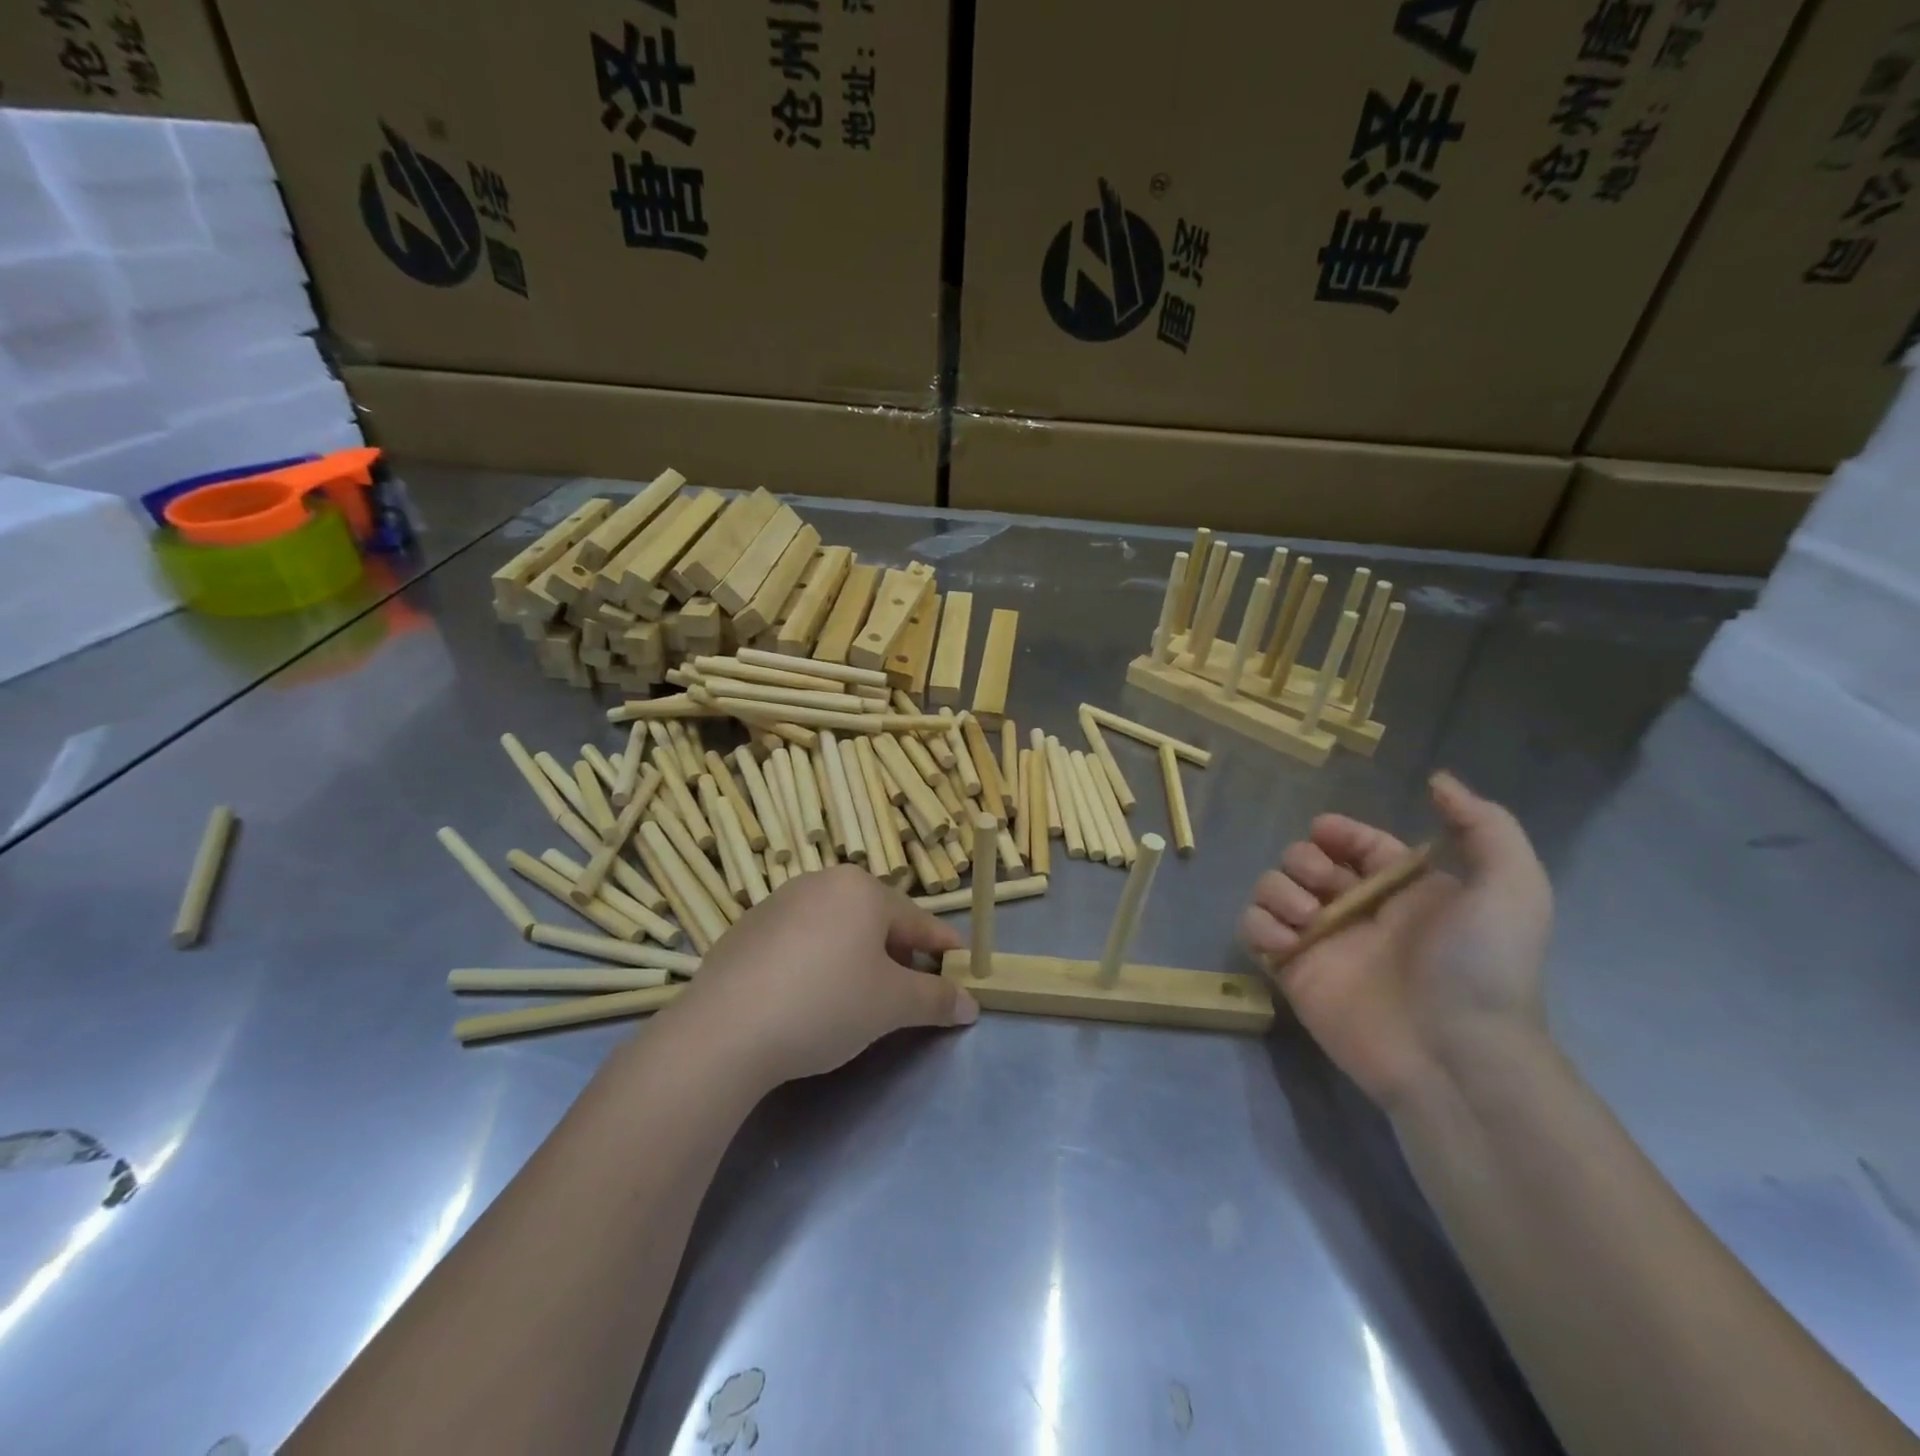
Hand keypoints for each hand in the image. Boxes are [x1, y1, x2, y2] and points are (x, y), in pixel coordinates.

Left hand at [671, 866, 977, 1087]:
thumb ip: (936, 1000)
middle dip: (899, 956)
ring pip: (837, 928)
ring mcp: (779, 902)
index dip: (944, 949)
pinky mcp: (747, 929)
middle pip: (876, 920)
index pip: (918, 921)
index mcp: (862, 889)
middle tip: (910, 994)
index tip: (962, 969)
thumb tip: (970, 1005)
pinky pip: (800, 941)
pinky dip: (817, 962)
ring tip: (859, 999)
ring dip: (857, 958)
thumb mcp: (892, 1005)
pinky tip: (808, 998)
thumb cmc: (825, 1004)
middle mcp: (821, 882)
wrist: (724, 1031)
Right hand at [1240, 772, 1552, 1108]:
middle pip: (1304, 859)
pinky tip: (1288, 943)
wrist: (1453, 1054)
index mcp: (1402, 889)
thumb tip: (1437, 780)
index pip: (1355, 842)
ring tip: (1307, 919)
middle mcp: (1357, 909)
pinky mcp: (1291, 970)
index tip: (1326, 833)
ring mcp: (1320, 940)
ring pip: (1271, 887)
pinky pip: (1252, 928)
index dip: (1337, 831)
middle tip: (1326, 888)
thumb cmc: (1480, 966)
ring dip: (1278, 890)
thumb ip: (1484, 825)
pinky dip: (1260, 925)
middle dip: (1305, 861)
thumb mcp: (1512, 888)